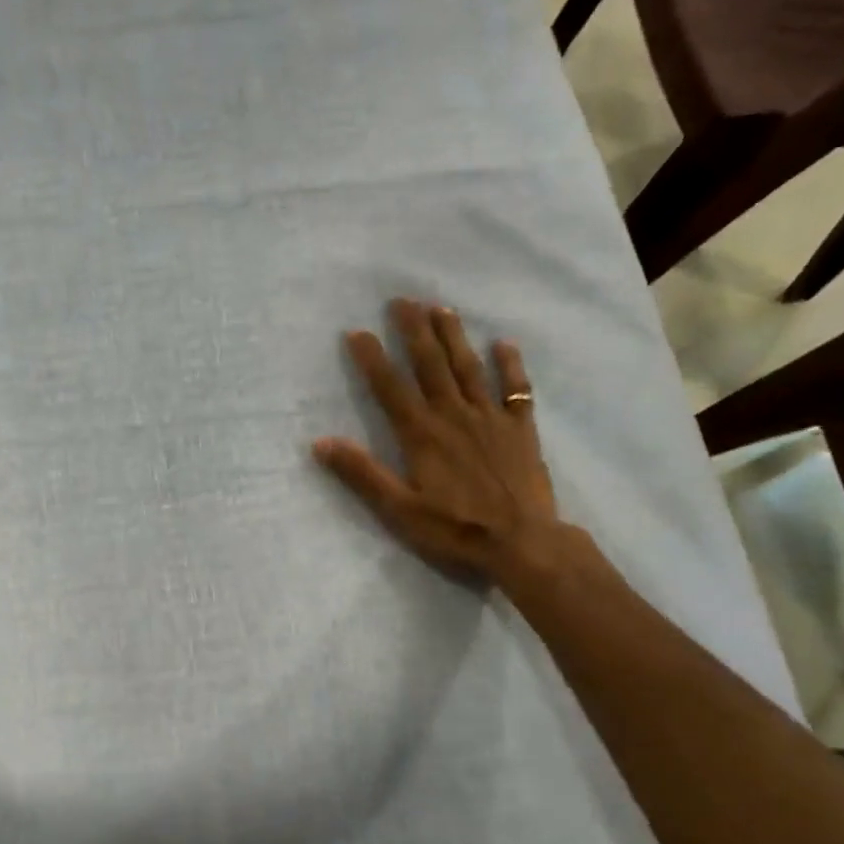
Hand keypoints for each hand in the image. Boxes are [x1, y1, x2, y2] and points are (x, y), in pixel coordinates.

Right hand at [314, 300, 567, 587]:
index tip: (357, 331)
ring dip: (453, 337)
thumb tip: (320, 443)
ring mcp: (490, 419)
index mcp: (422, 434)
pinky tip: (504, 343)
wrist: (522, 543)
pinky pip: (516, 390)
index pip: (390, 387)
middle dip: (414, 331)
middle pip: (430, 365)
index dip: (372, 358)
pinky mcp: (520, 430)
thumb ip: (362, 474)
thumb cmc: (455, 530)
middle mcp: (454, 416)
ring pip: (468, 368)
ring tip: (441, 309)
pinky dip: (510, 365)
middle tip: (402, 300)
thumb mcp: (399, 509)